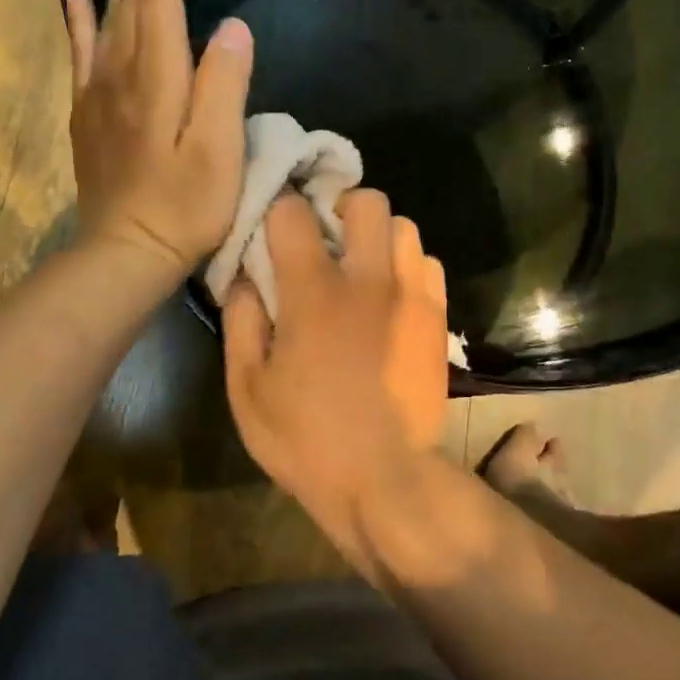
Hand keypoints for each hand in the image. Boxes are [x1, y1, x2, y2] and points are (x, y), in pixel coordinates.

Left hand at [61, 0, 252, 276]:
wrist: (127, 250)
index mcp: (156, 77)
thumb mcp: (220, 150)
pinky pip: (80, 49)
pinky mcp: (89, 111)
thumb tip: (233, 26)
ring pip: (106, 15)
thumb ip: (225, 84)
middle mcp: (120, 72)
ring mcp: (98, 91)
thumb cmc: (185, 206)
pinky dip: (76, 14)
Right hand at [222, 190, 450, 564]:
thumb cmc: (306, 439)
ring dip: (378, 235)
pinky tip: (392, 294)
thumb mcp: (247, 389)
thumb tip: (244, 275)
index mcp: (315, 293)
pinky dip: (408, 265)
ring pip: (404, 226)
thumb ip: (241, 321)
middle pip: (367, 201)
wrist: (386, 479)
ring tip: (362, 265)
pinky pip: (428, 263)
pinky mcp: (437, 316)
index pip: (294, 212)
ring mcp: (411, 295)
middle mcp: (369, 280)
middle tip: (327, 237)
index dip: (279, 211)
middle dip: (341, 206)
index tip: (274, 227)